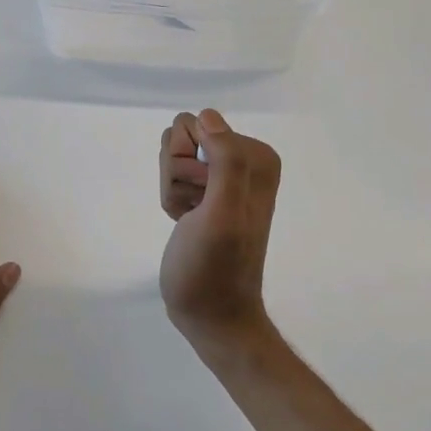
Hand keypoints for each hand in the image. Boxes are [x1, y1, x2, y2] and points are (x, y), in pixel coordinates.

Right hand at [158, 110, 280, 350]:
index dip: (188, 163)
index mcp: (257, 157)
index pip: (197, 125)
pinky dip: (172, 200)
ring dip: (173, 190)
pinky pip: (173, 175)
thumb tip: (208, 116)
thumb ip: (226, 161)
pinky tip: (185, 223)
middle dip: (178, 175)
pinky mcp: (207, 192)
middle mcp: (245, 159)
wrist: (211, 314)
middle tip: (195, 210)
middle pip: (182, 137)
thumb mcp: (224, 214)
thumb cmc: (215, 268)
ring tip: (190, 219)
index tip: (201, 198)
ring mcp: (225, 176)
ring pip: (173, 156)